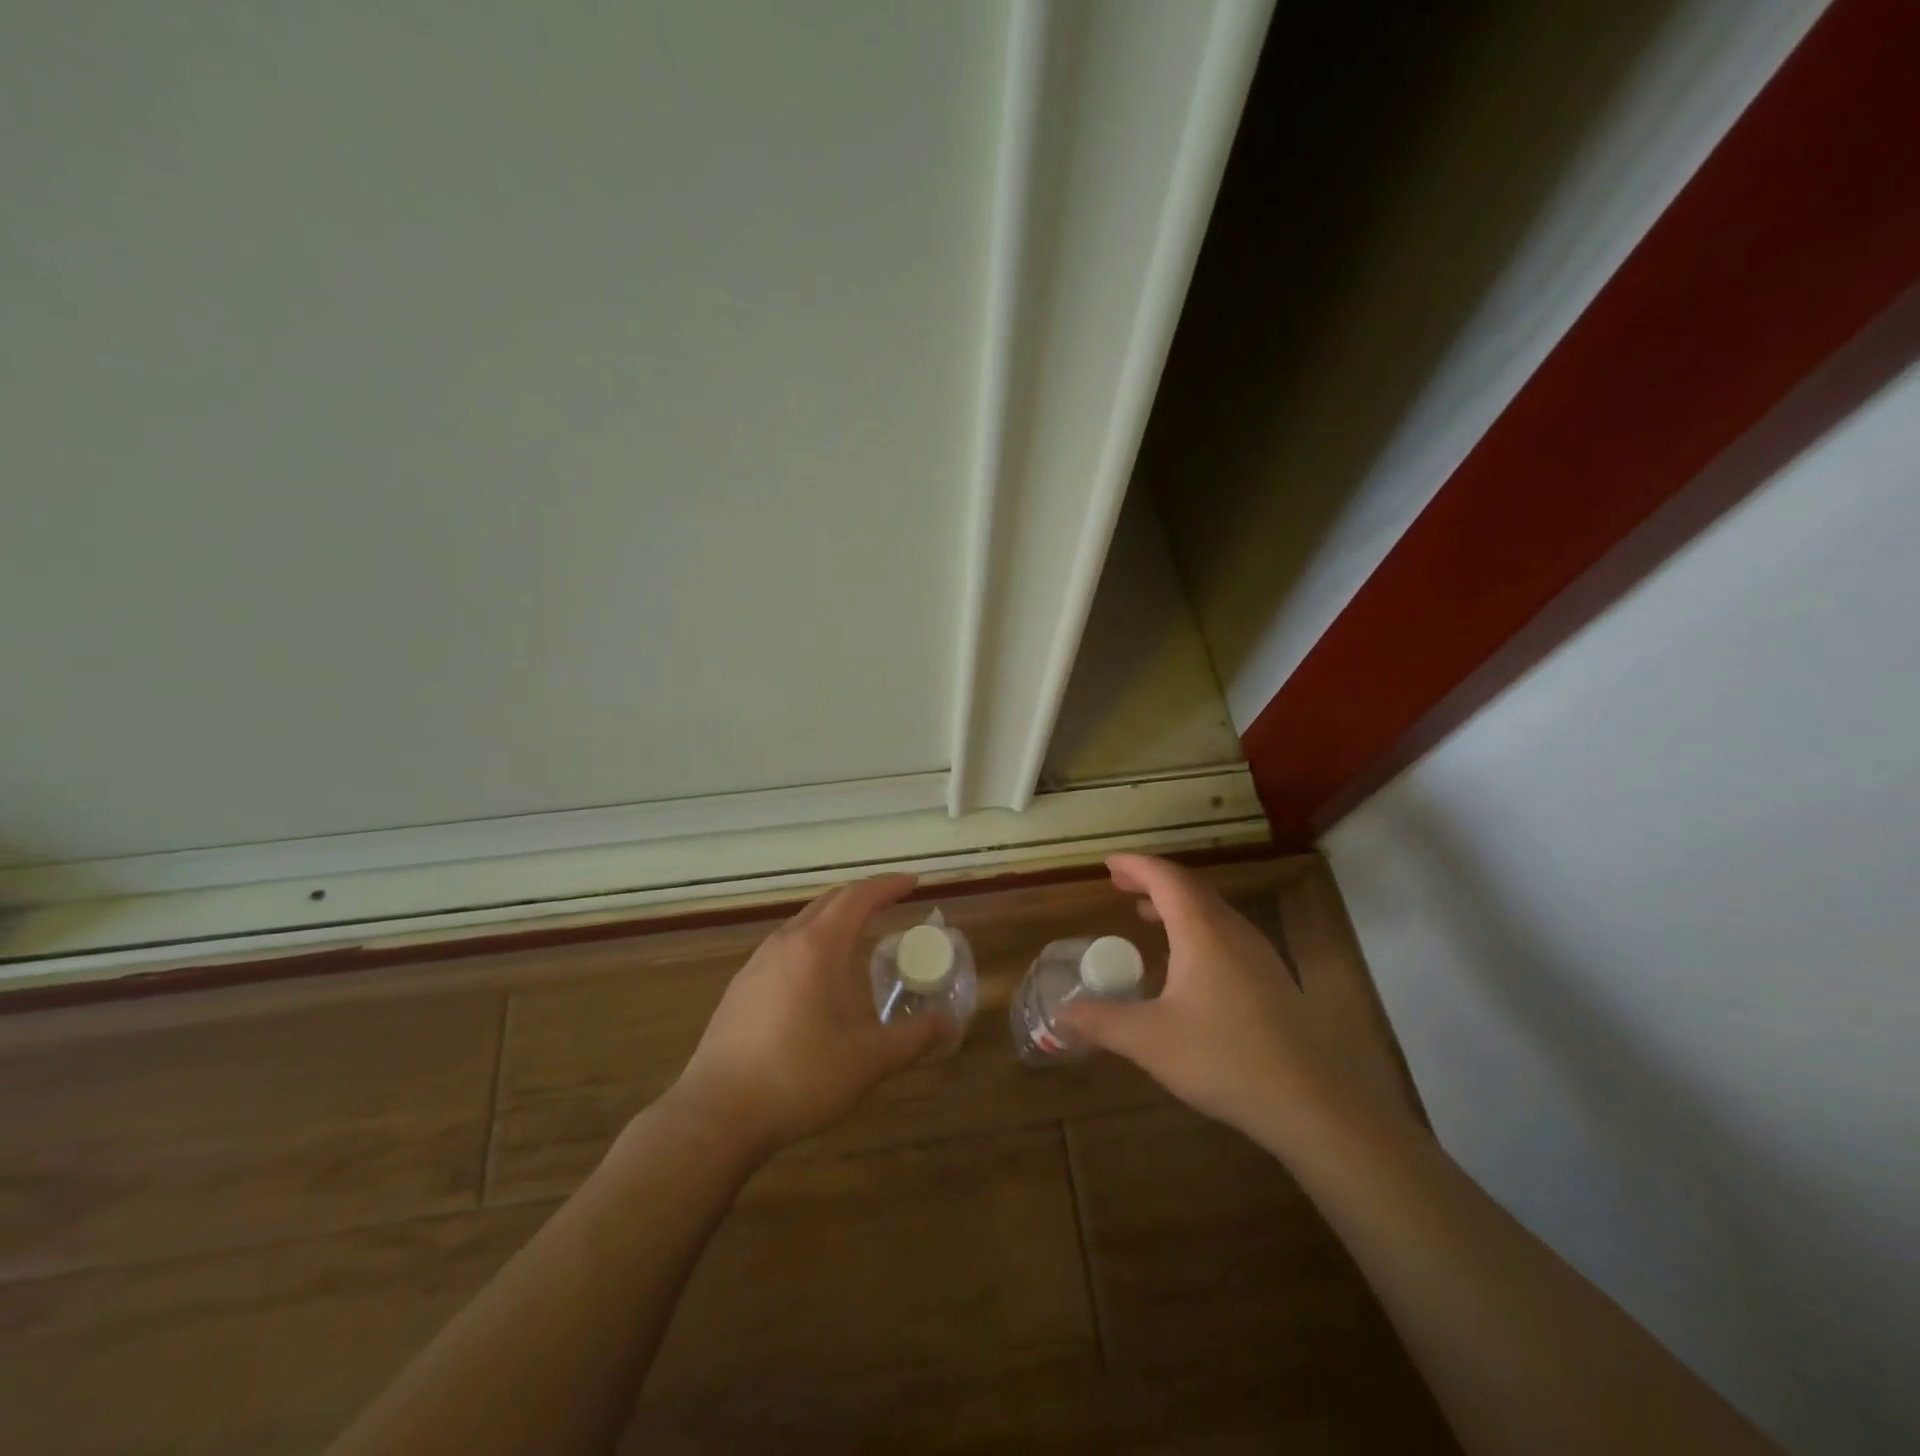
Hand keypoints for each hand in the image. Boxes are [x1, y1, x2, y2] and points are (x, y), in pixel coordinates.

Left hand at [665, 874, 949, 1155]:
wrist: (717, 1114)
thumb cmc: (800, 1077)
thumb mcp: (869, 1060)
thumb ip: (914, 1037)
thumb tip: (951, 1023)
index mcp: (818, 947)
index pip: (858, 897)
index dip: (888, 886)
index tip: (914, 882)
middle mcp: (785, 942)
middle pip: (829, 901)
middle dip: (863, 895)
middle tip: (892, 902)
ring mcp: (757, 963)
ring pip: (803, 922)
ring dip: (835, 917)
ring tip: (859, 933)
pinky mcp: (741, 987)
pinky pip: (785, 945)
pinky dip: (813, 940)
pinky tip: (818, 975)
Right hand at [1059, 855, 1421, 1161]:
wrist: (1310, 1102)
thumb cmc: (1224, 1058)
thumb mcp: (1150, 1040)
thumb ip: (1102, 1021)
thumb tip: (1060, 1013)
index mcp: (1203, 931)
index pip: (1166, 878)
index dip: (1136, 865)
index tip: (1108, 863)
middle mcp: (1232, 931)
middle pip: (1190, 888)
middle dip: (1153, 880)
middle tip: (1121, 885)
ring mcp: (1258, 954)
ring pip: (1211, 910)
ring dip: (1176, 904)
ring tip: (1146, 914)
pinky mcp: (1271, 978)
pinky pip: (1225, 933)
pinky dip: (1196, 927)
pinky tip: (1186, 961)